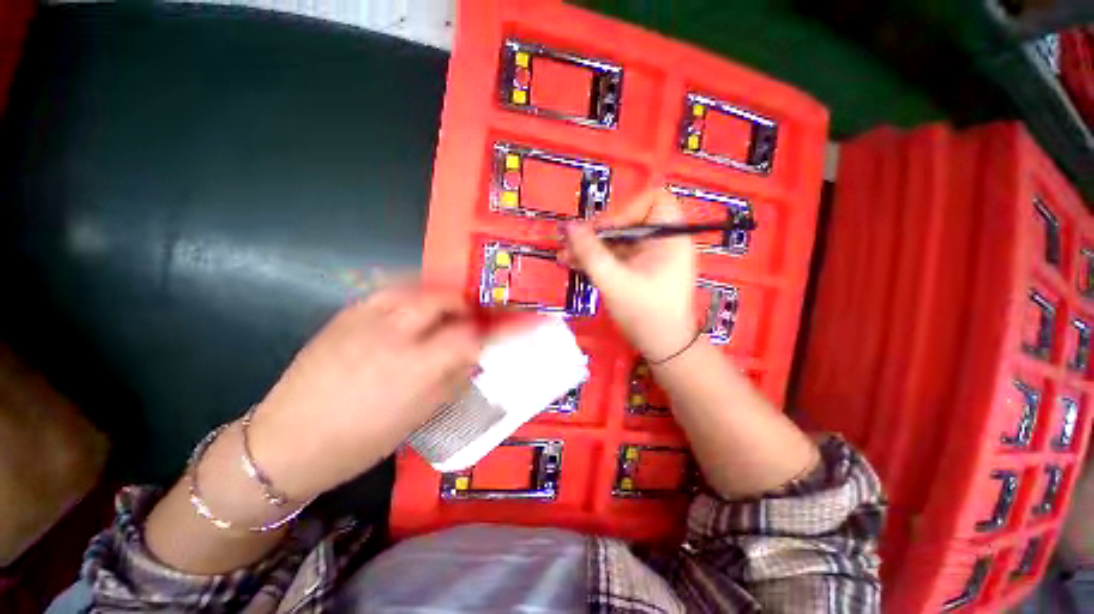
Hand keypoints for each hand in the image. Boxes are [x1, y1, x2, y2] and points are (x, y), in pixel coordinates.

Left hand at [245, 286, 483, 500]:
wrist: (287, 441)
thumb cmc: (362, 440)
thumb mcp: (420, 414)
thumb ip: (453, 377)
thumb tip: (474, 355)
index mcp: (415, 367)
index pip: (468, 335)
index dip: (492, 331)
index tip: (504, 329)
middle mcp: (393, 334)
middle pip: (443, 300)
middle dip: (466, 306)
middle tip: (472, 319)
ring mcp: (365, 319)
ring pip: (416, 288)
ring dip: (439, 296)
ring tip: (444, 311)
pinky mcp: (345, 314)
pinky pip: (387, 291)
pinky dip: (410, 294)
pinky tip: (411, 308)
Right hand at [561, 189, 696, 359]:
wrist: (662, 347)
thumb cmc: (646, 313)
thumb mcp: (615, 281)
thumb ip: (591, 253)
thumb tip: (568, 226)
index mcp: (670, 237)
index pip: (652, 200)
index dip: (625, 209)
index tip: (603, 229)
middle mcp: (661, 241)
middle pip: (627, 221)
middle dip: (597, 232)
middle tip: (571, 242)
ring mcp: (649, 256)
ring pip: (617, 240)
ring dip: (590, 247)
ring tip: (564, 256)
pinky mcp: (638, 269)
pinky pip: (615, 256)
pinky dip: (596, 259)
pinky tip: (574, 264)